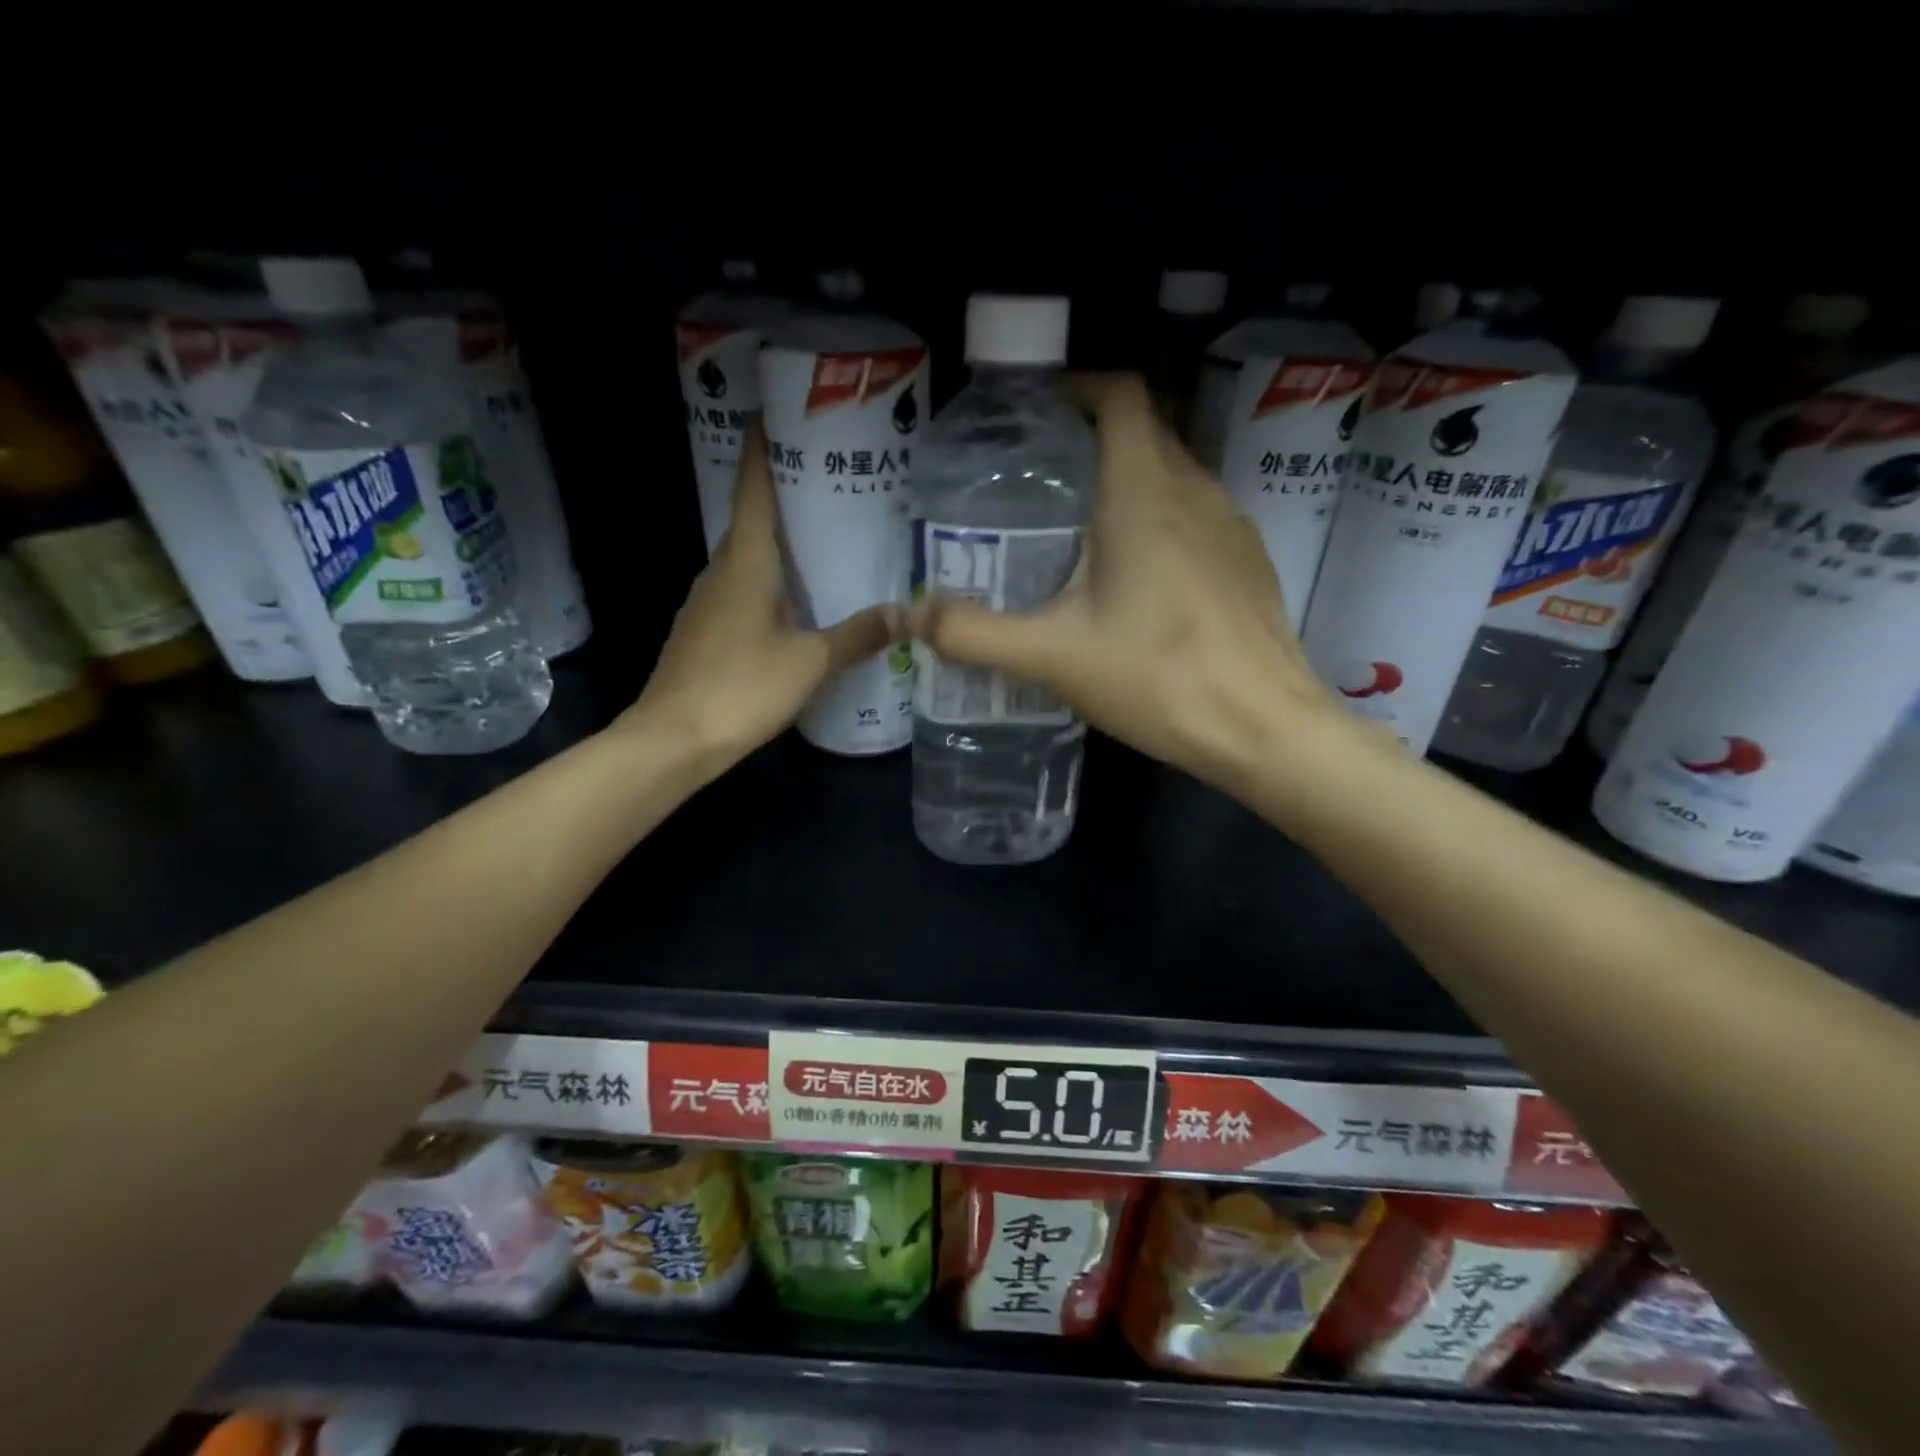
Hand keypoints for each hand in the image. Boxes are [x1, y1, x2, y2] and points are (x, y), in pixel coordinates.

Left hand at [625, 426, 895, 772]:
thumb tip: (904, 612)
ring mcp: (707, 602)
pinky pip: (743, 590)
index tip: (781, 414)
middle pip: (754, 520)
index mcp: (746, 561)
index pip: (755, 489)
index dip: (765, 448)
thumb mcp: (810, 662)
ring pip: (749, 558)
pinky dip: (771, 582)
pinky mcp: (705, 631)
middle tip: (834, 484)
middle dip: (787, 497)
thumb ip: (858, 635)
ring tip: (827, 541)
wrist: (672, 741)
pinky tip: (799, 602)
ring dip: (781, 544)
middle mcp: (721, 570)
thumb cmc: (741, 688)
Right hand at [910, 373, 1353, 790]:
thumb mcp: (1052, 656)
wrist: (1265, 729)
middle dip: (1092, 441)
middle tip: (1039, 482)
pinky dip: (1160, 522)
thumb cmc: (1157, 678)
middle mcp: (1195, 490)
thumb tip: (909, 616)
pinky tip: (1137, 580)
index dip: (1079, 387)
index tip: (1038, 414)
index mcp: (1145, 491)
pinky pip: (1197, 516)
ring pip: (1173, 476)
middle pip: (1144, 432)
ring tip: (1079, 529)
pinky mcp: (1248, 563)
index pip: (1121, 395)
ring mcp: (1232, 526)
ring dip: (1127, 483)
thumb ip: (974, 633)